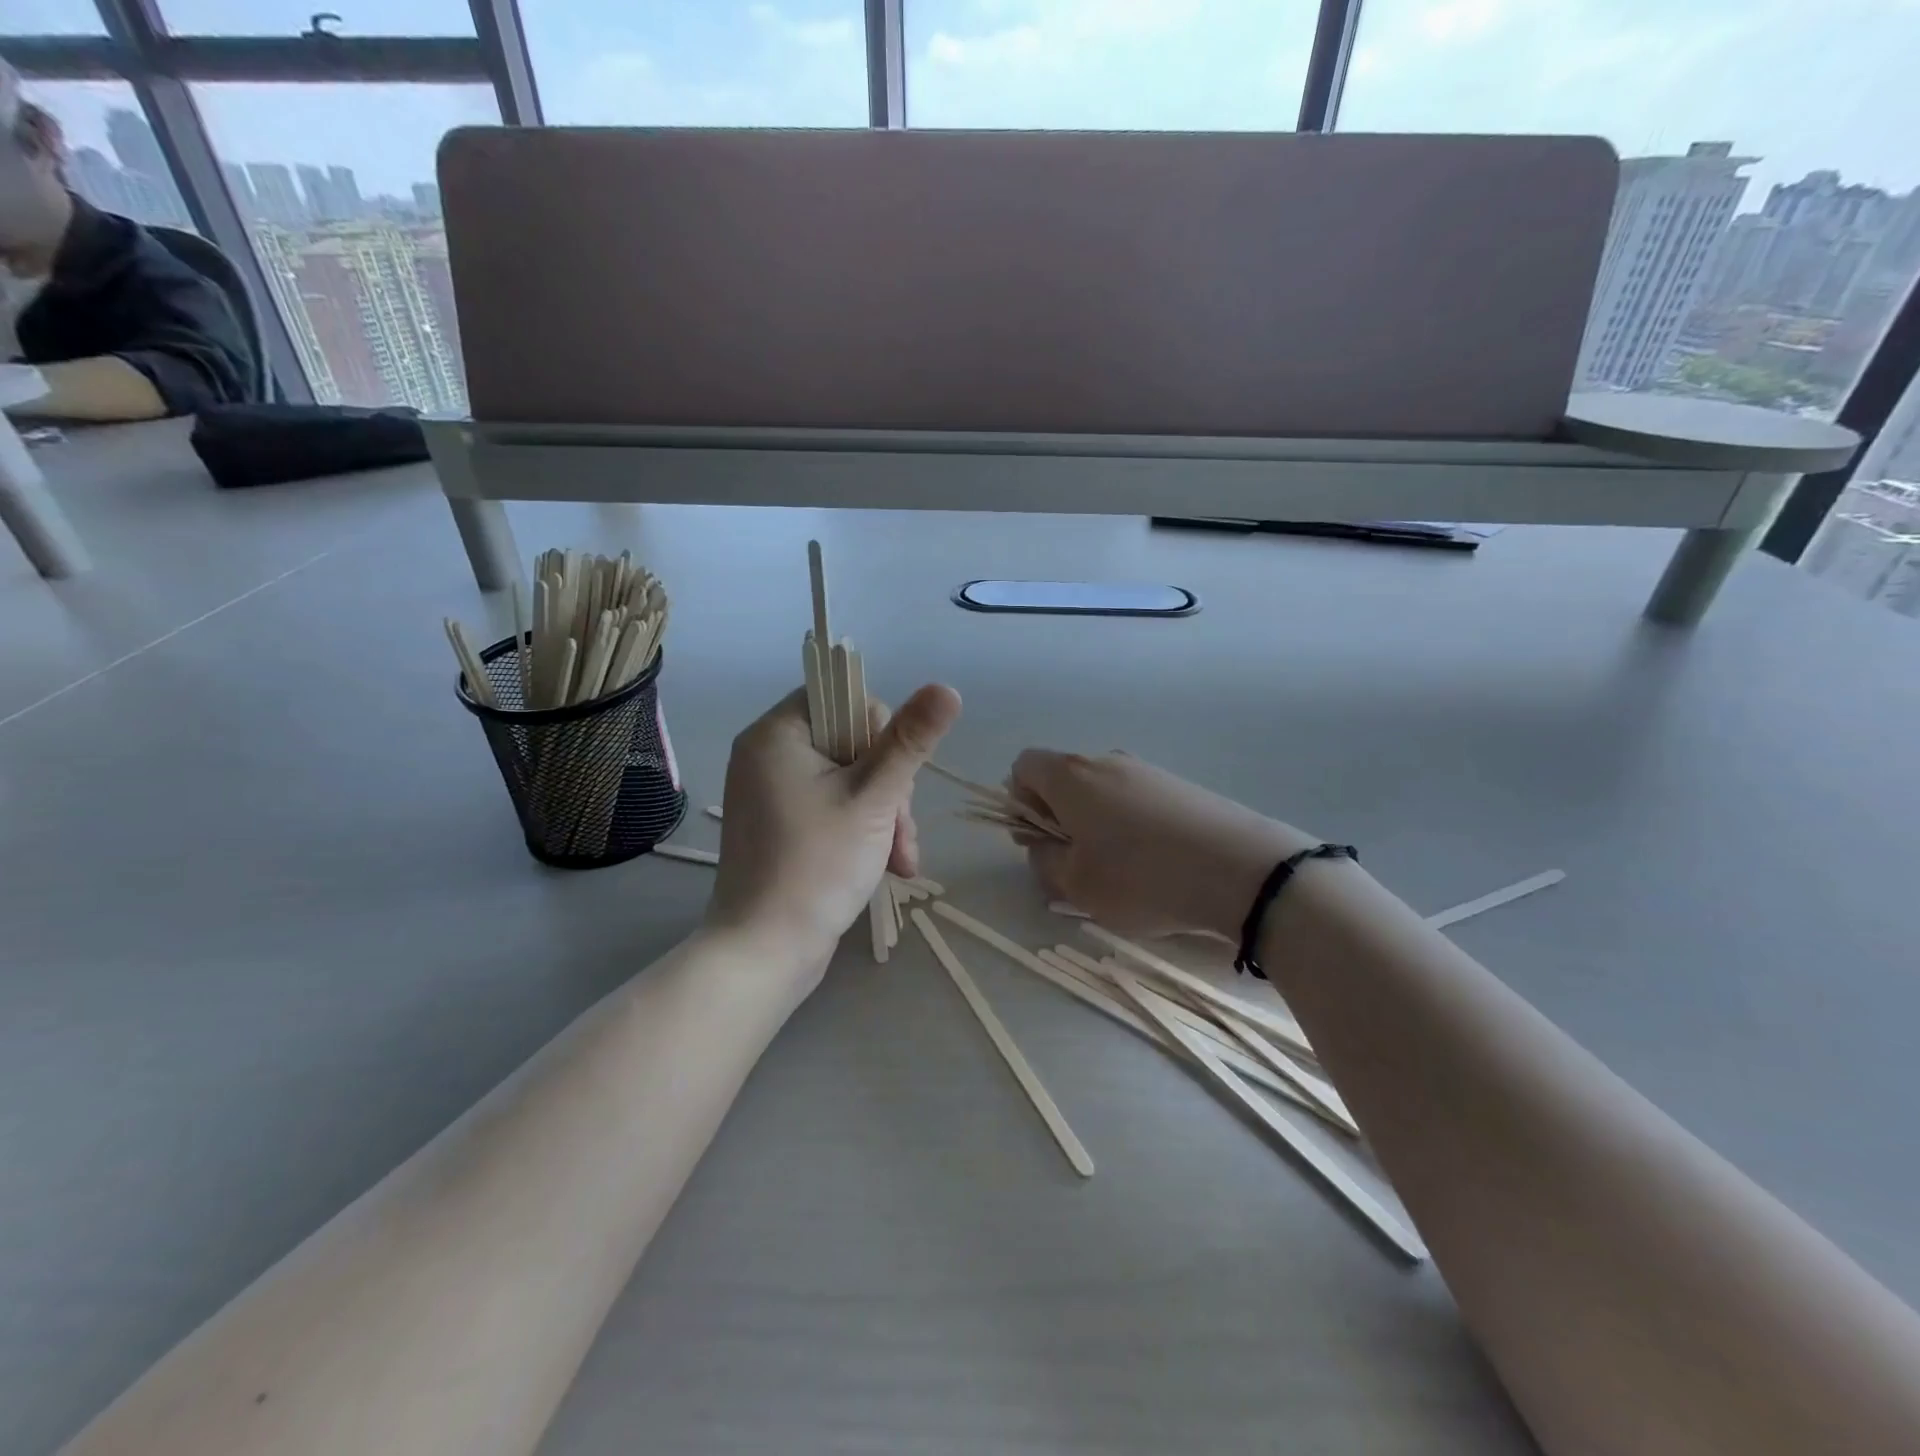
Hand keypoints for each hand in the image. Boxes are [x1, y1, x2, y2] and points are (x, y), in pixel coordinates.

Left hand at [706, 683, 961, 978]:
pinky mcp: (782, 826)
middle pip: (853, 743)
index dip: (880, 732)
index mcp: (777, 733)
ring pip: (851, 779)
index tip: (894, 777)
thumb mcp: (874, 798)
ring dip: (886, 815)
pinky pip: (834, 807)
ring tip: (901, 860)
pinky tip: (889, 866)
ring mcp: (772, 793)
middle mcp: (768, 755)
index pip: (842, 698)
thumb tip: (946, 688)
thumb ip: (910, 740)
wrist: (763, 954)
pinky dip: (864, 830)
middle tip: (901, 832)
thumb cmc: (816, 867)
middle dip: (891, 788)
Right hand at [1009, 750, 1317, 939]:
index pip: (1023, 766)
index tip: (1039, 840)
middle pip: (1063, 779)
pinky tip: (1155, 863)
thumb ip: (1044, 861)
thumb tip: (1042, 844)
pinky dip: (1130, 825)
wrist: (1244, 870)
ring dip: (1095, 825)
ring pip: (1101, 792)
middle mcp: (1106, 761)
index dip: (1019, 803)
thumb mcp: (1077, 885)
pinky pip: (1135, 800)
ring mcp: (1147, 770)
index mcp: (1071, 776)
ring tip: (1120, 871)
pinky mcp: (1180, 786)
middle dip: (1058, 818)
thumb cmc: (1143, 878)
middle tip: (1076, 864)